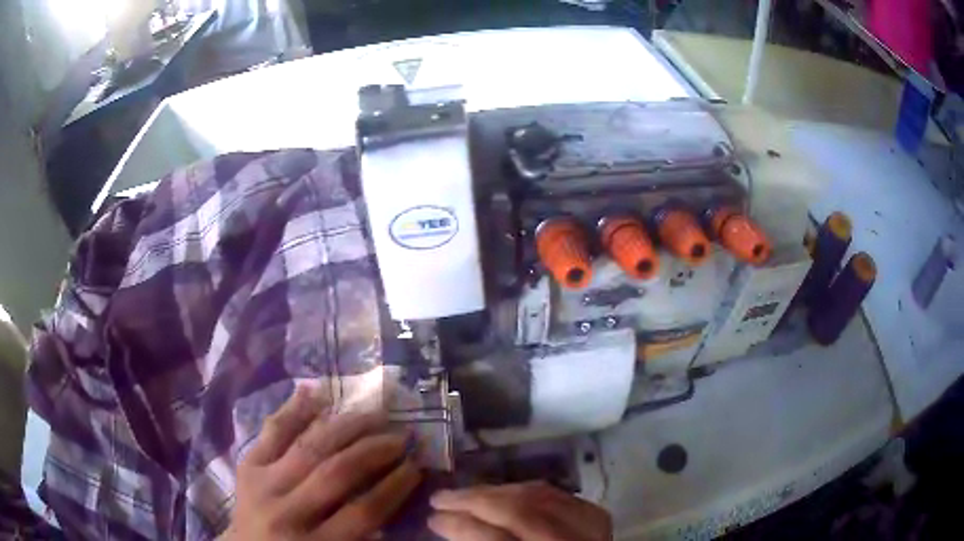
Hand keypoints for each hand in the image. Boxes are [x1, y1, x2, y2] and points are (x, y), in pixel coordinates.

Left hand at [222, 386, 421, 539]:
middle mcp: (287, 511)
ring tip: (374, 415)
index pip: (363, 512)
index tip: (416, 467)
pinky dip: (294, 410)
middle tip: (401, 436)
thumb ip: (362, 536)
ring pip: (309, 447)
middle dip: (374, 451)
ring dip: (346, 427)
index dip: (394, 487)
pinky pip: (272, 432)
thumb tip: (391, 499)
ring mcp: (263, 484)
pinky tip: (316, 392)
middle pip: (336, 473)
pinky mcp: (248, 465)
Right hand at [428, 482, 611, 540]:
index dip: (461, 526)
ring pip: (538, 496)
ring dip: (495, 492)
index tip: (432, 519)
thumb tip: (452, 530)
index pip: (496, 540)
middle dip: (473, 501)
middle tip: (439, 499)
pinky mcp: (597, 518)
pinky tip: (502, 492)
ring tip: (464, 494)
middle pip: (519, 512)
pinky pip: (556, 494)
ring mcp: (590, 529)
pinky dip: (524, 491)